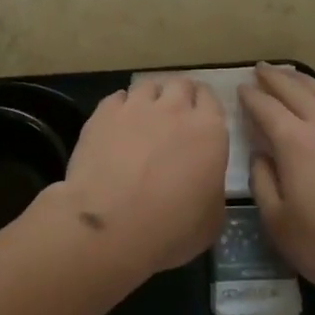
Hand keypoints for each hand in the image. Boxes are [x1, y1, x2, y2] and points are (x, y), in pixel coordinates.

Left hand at [51, 77, 227, 272]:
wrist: (110, 226)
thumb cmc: (170, 229)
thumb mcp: (211, 219)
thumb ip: (211, 186)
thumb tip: (204, 179)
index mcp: (209, 131)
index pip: (210, 99)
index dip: (204, 107)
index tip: (199, 119)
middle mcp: (174, 110)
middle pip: (180, 84)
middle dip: (179, 96)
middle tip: (173, 118)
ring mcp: (136, 107)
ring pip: (148, 86)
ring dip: (150, 98)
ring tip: (143, 119)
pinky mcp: (103, 113)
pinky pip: (117, 98)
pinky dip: (120, 108)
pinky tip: (116, 126)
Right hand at [238, 64, 314, 301]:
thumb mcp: (278, 223)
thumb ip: (263, 183)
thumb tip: (260, 156)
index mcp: (295, 142)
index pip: (266, 108)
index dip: (251, 96)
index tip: (241, 88)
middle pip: (297, 91)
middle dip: (276, 78)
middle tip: (262, 69)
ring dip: (310, 82)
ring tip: (297, 77)